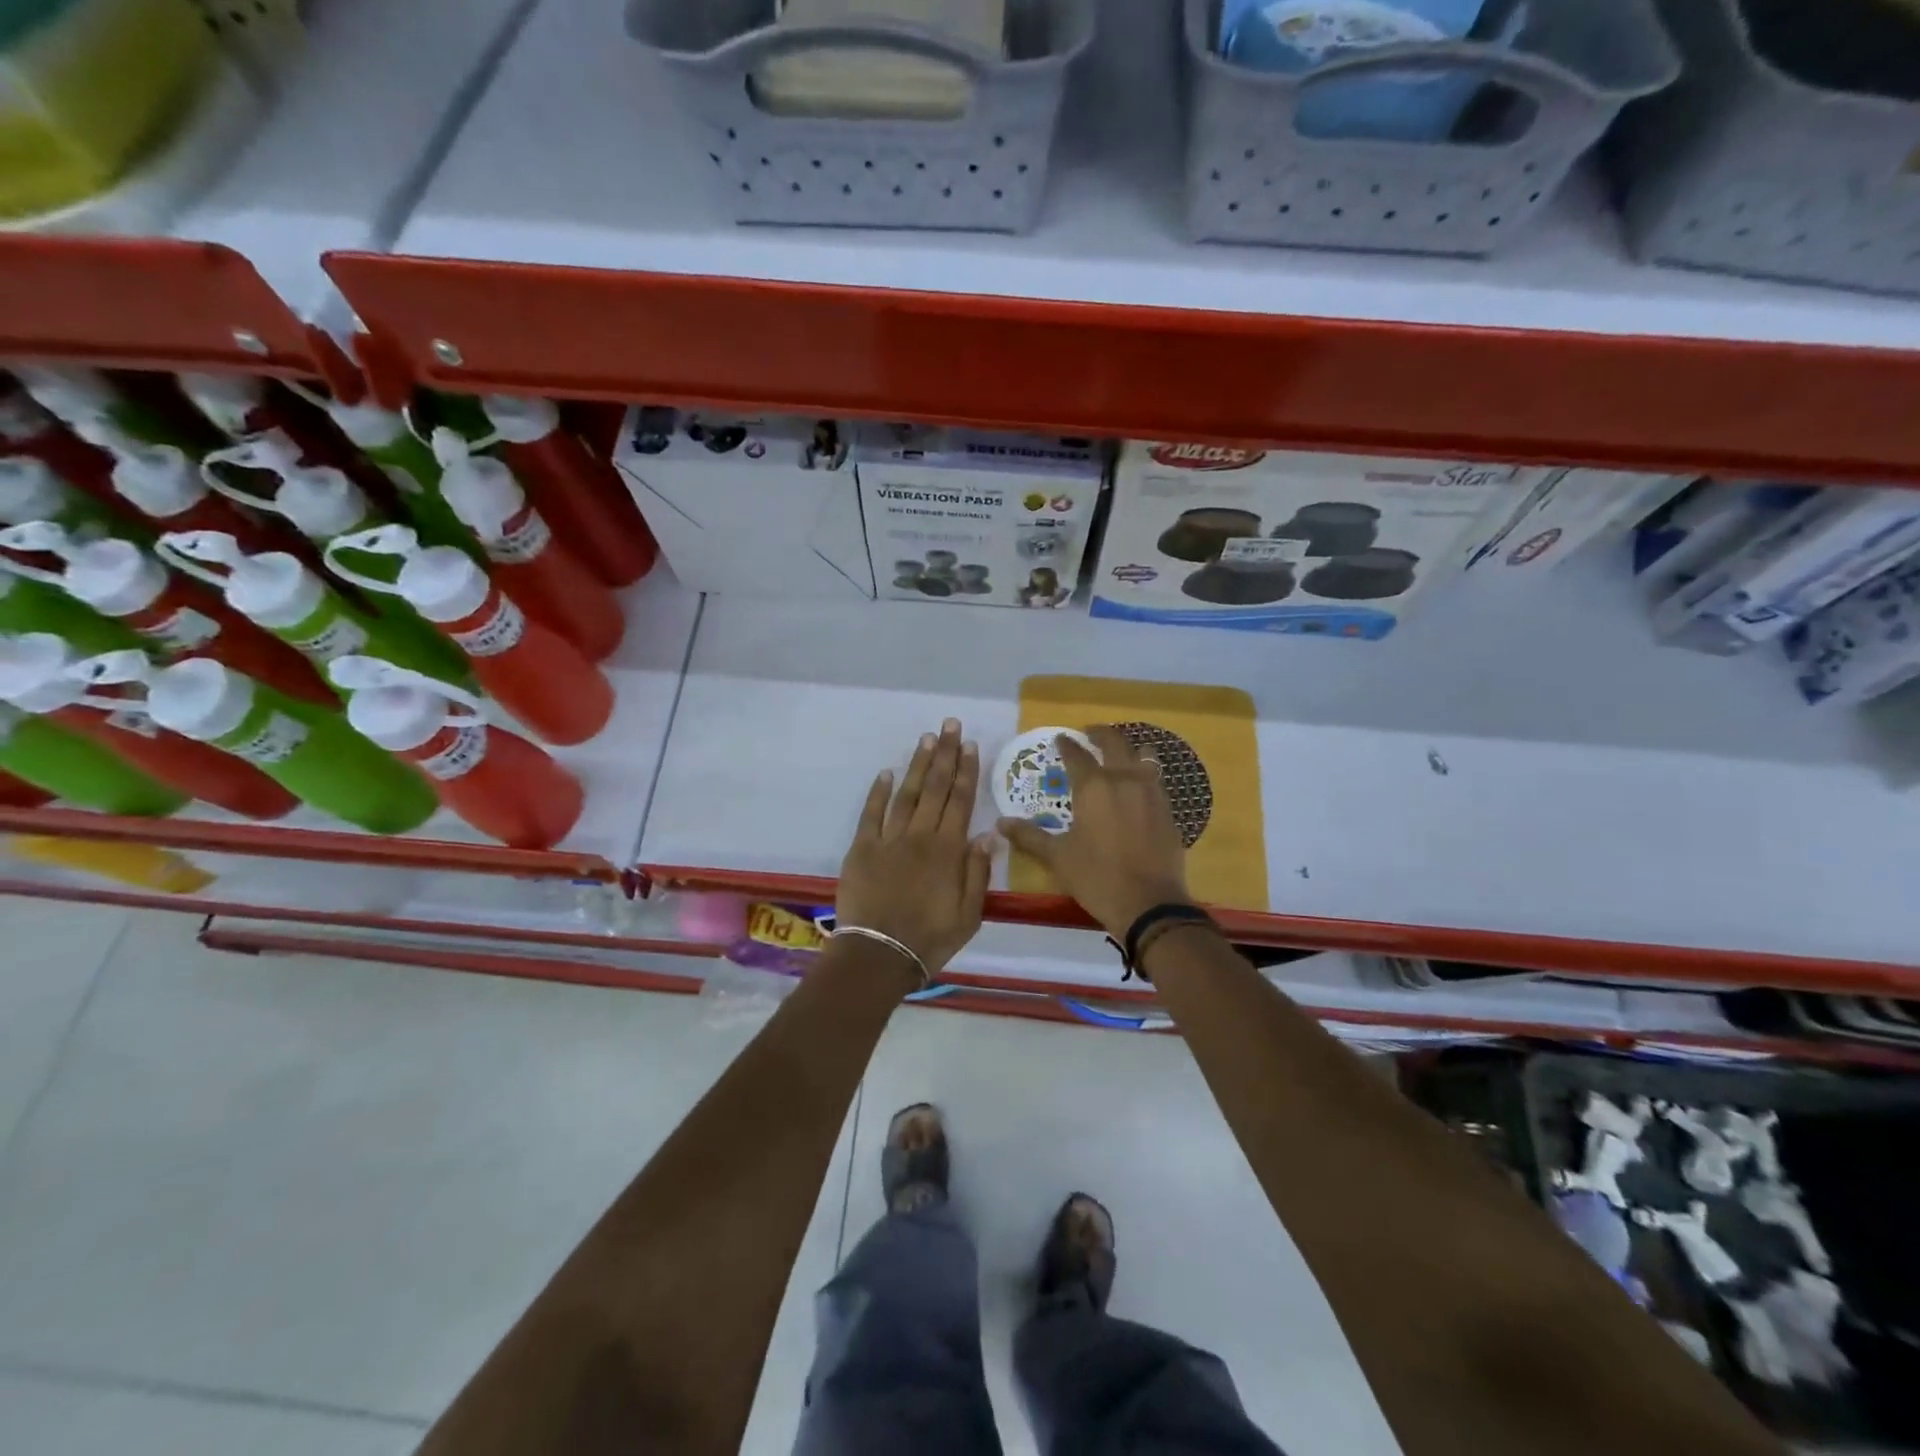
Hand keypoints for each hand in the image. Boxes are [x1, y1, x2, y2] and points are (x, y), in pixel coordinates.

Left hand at [837, 719, 991, 976]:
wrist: (879, 954)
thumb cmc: (930, 939)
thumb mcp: (969, 915)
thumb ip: (978, 873)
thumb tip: (987, 834)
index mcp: (948, 850)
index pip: (960, 801)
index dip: (966, 771)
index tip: (970, 745)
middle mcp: (920, 836)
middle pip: (936, 788)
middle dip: (945, 754)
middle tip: (950, 725)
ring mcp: (888, 839)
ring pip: (907, 793)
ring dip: (918, 765)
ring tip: (926, 738)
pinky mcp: (862, 848)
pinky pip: (871, 813)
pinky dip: (878, 792)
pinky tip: (887, 773)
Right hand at [998, 725, 1192, 939]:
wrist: (1150, 904)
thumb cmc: (1097, 877)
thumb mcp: (1057, 857)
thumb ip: (1030, 836)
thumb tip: (1001, 823)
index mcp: (1093, 787)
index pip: (1077, 755)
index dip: (1067, 745)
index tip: (1061, 738)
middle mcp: (1124, 779)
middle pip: (1115, 743)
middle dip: (1100, 734)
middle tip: (1089, 734)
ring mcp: (1152, 793)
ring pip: (1143, 756)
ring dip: (1128, 750)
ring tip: (1119, 756)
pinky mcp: (1169, 810)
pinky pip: (1156, 780)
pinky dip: (1144, 774)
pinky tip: (1138, 787)